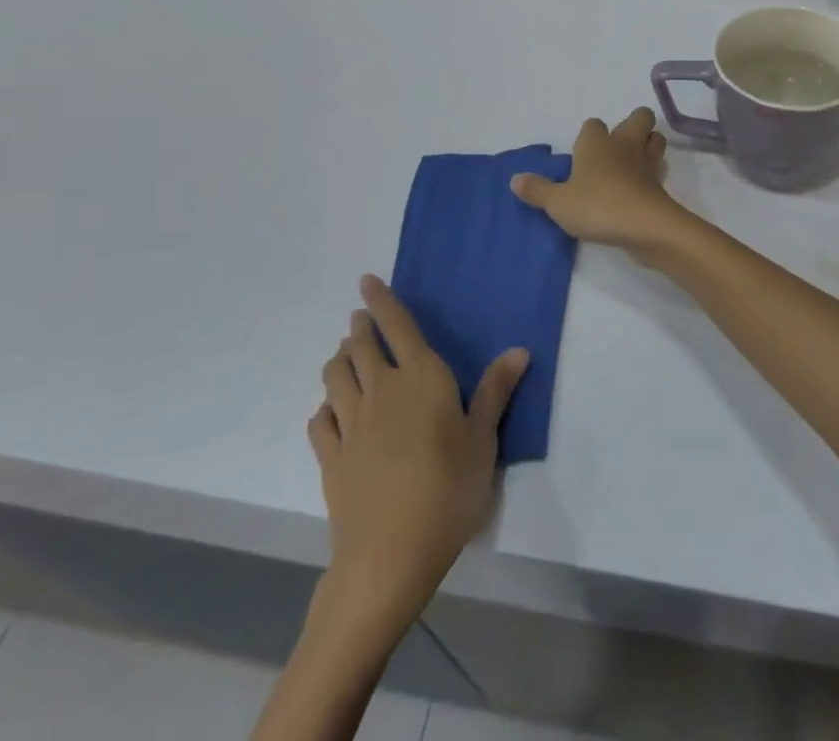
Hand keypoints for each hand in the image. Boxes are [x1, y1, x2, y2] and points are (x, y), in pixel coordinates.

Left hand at [307, 275, 527, 627]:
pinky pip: (319, 420)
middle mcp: (381, 390)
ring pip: (335, 376)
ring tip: (345, 356)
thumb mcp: (483, 439)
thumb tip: (519, 349)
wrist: (389, 556)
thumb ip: (495, 391)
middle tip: (359, 320)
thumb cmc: (448, 490)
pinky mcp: (330, 458)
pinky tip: (330, 412)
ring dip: (339, 360)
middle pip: (360, 347)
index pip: (398, 327)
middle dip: (359, 328)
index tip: (366, 281)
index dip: (382, 301)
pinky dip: (324, 408)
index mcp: (420, 378)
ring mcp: (350, 424)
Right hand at [509, 108, 687, 257]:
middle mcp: (624, 145)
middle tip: (618, 146)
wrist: (643, 226)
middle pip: (640, 117)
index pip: (593, 124)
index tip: (581, 152)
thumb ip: (537, 190)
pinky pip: (659, 170)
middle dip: (634, 124)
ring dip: (648, 145)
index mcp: (597, 143)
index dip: (589, 134)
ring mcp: (647, 163)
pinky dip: (653, 174)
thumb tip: (515, 179)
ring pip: (655, 140)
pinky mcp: (661, 185)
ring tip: (633, 163)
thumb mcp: (558, 203)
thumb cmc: (596, 205)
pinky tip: (641, 187)